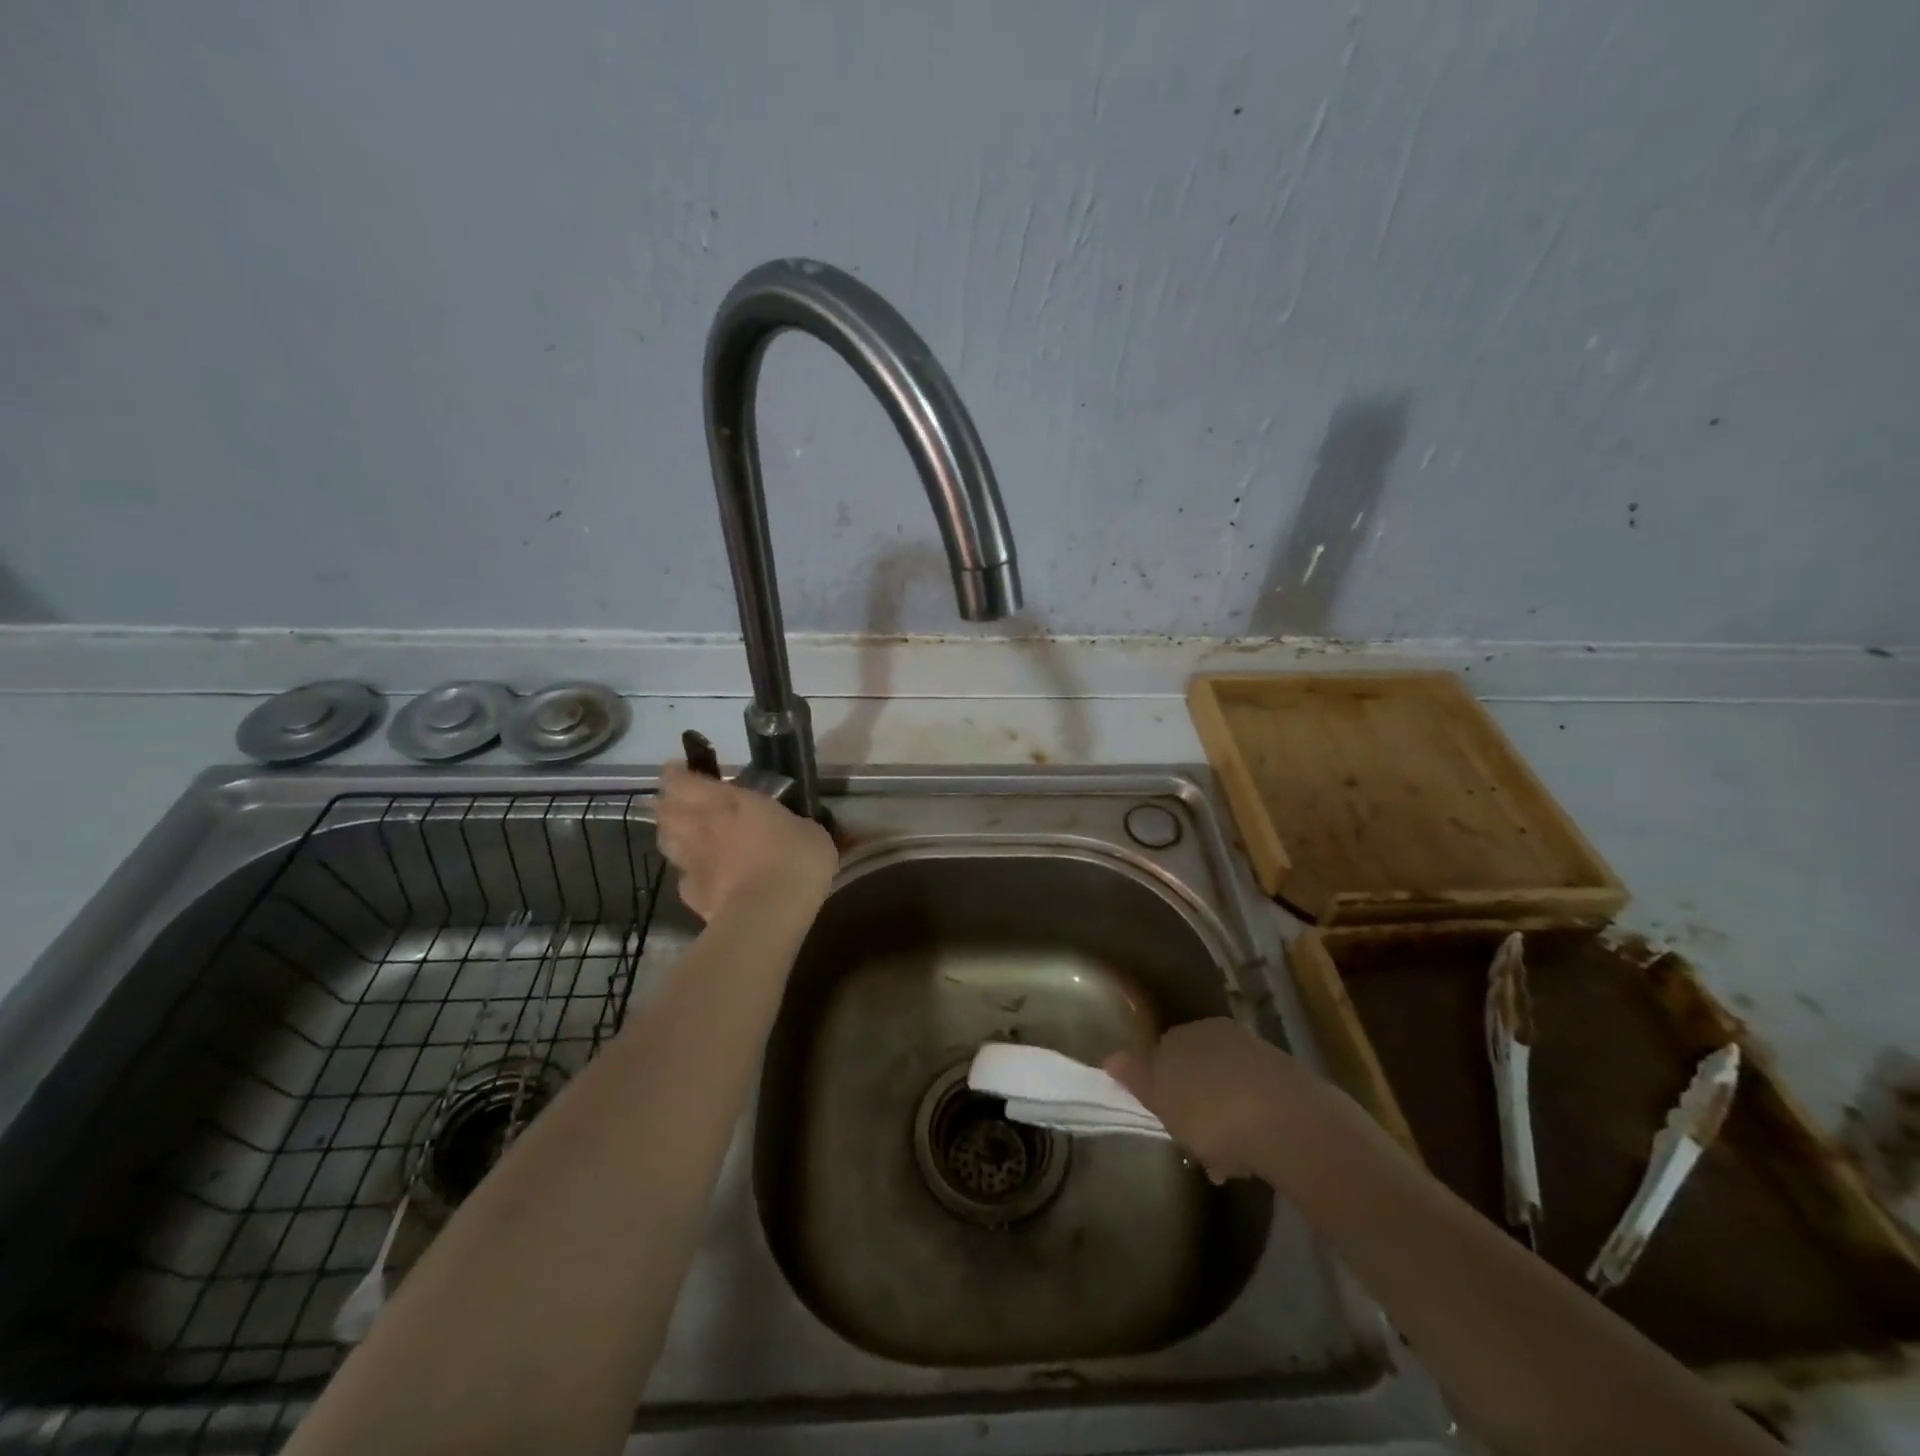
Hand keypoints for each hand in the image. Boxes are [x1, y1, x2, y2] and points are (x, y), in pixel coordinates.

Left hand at [655, 760, 837, 921]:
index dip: (675, 774)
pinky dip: (689, 874)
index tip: (679, 770)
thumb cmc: (795, 860)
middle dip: (668, 804)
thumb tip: (798, 828)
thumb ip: (794, 825)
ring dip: (672, 835)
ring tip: (685, 836)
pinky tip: (704, 877)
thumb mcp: (810, 832)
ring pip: (665, 841)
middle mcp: (701, 826)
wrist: (770, 913)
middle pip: (664, 810)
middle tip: (682, 803)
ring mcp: (691, 862)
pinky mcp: (690, 895)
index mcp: (728, 802)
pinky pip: (683, 878)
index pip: (683, 781)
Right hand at [1107, 1018, 1329, 1184]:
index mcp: (1186, 1032)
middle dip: (1192, 1106)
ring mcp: (1257, 1055)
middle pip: (1196, 1070)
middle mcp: (1220, 1034)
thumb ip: (1135, 1075)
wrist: (1291, 1124)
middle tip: (1191, 1145)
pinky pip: (1256, 1104)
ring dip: (1222, 1121)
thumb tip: (1110, 1056)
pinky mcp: (1288, 1083)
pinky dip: (1249, 1127)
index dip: (1157, 1087)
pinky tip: (1251, 1160)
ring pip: (1227, 1089)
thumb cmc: (1211, 1110)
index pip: (1161, 1052)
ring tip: (1224, 1165)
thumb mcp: (1161, 1096)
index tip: (1160, 1119)